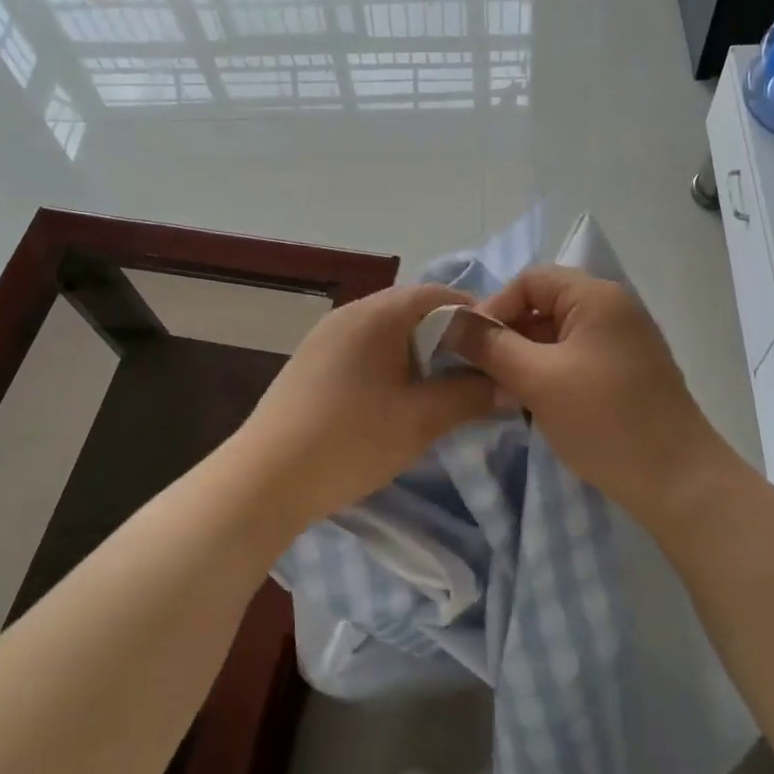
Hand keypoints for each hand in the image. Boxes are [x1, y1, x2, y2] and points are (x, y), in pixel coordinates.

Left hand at [228, 283, 496, 531]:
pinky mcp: (310, 362)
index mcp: (378, 313)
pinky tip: (395, 400)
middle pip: (413, 311)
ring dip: (418, 354)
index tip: (500, 350)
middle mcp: (350, 313)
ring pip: (387, 332)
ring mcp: (325, 337)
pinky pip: (363, 350)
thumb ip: (471, 395)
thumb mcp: (422, 419)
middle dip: (449, 339)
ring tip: (440, 390)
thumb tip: (508, 384)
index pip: (440, 295)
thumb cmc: (352, 440)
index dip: (476, 318)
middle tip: (476, 373)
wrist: (266, 479)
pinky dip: (390, 365)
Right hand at [450, 267, 738, 520]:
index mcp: (597, 297)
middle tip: (477, 372)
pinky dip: (547, 375)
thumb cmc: (605, 421)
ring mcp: (622, 344)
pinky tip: (528, 404)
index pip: (530, 280)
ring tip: (498, 392)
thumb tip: (451, 323)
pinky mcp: (625, 374)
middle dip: (506, 336)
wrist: (678, 482)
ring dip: (523, 359)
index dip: (493, 306)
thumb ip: (491, 346)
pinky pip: (574, 360)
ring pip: (556, 337)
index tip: (467, 345)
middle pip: (544, 306)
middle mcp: (613, 310)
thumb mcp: (538, 380)